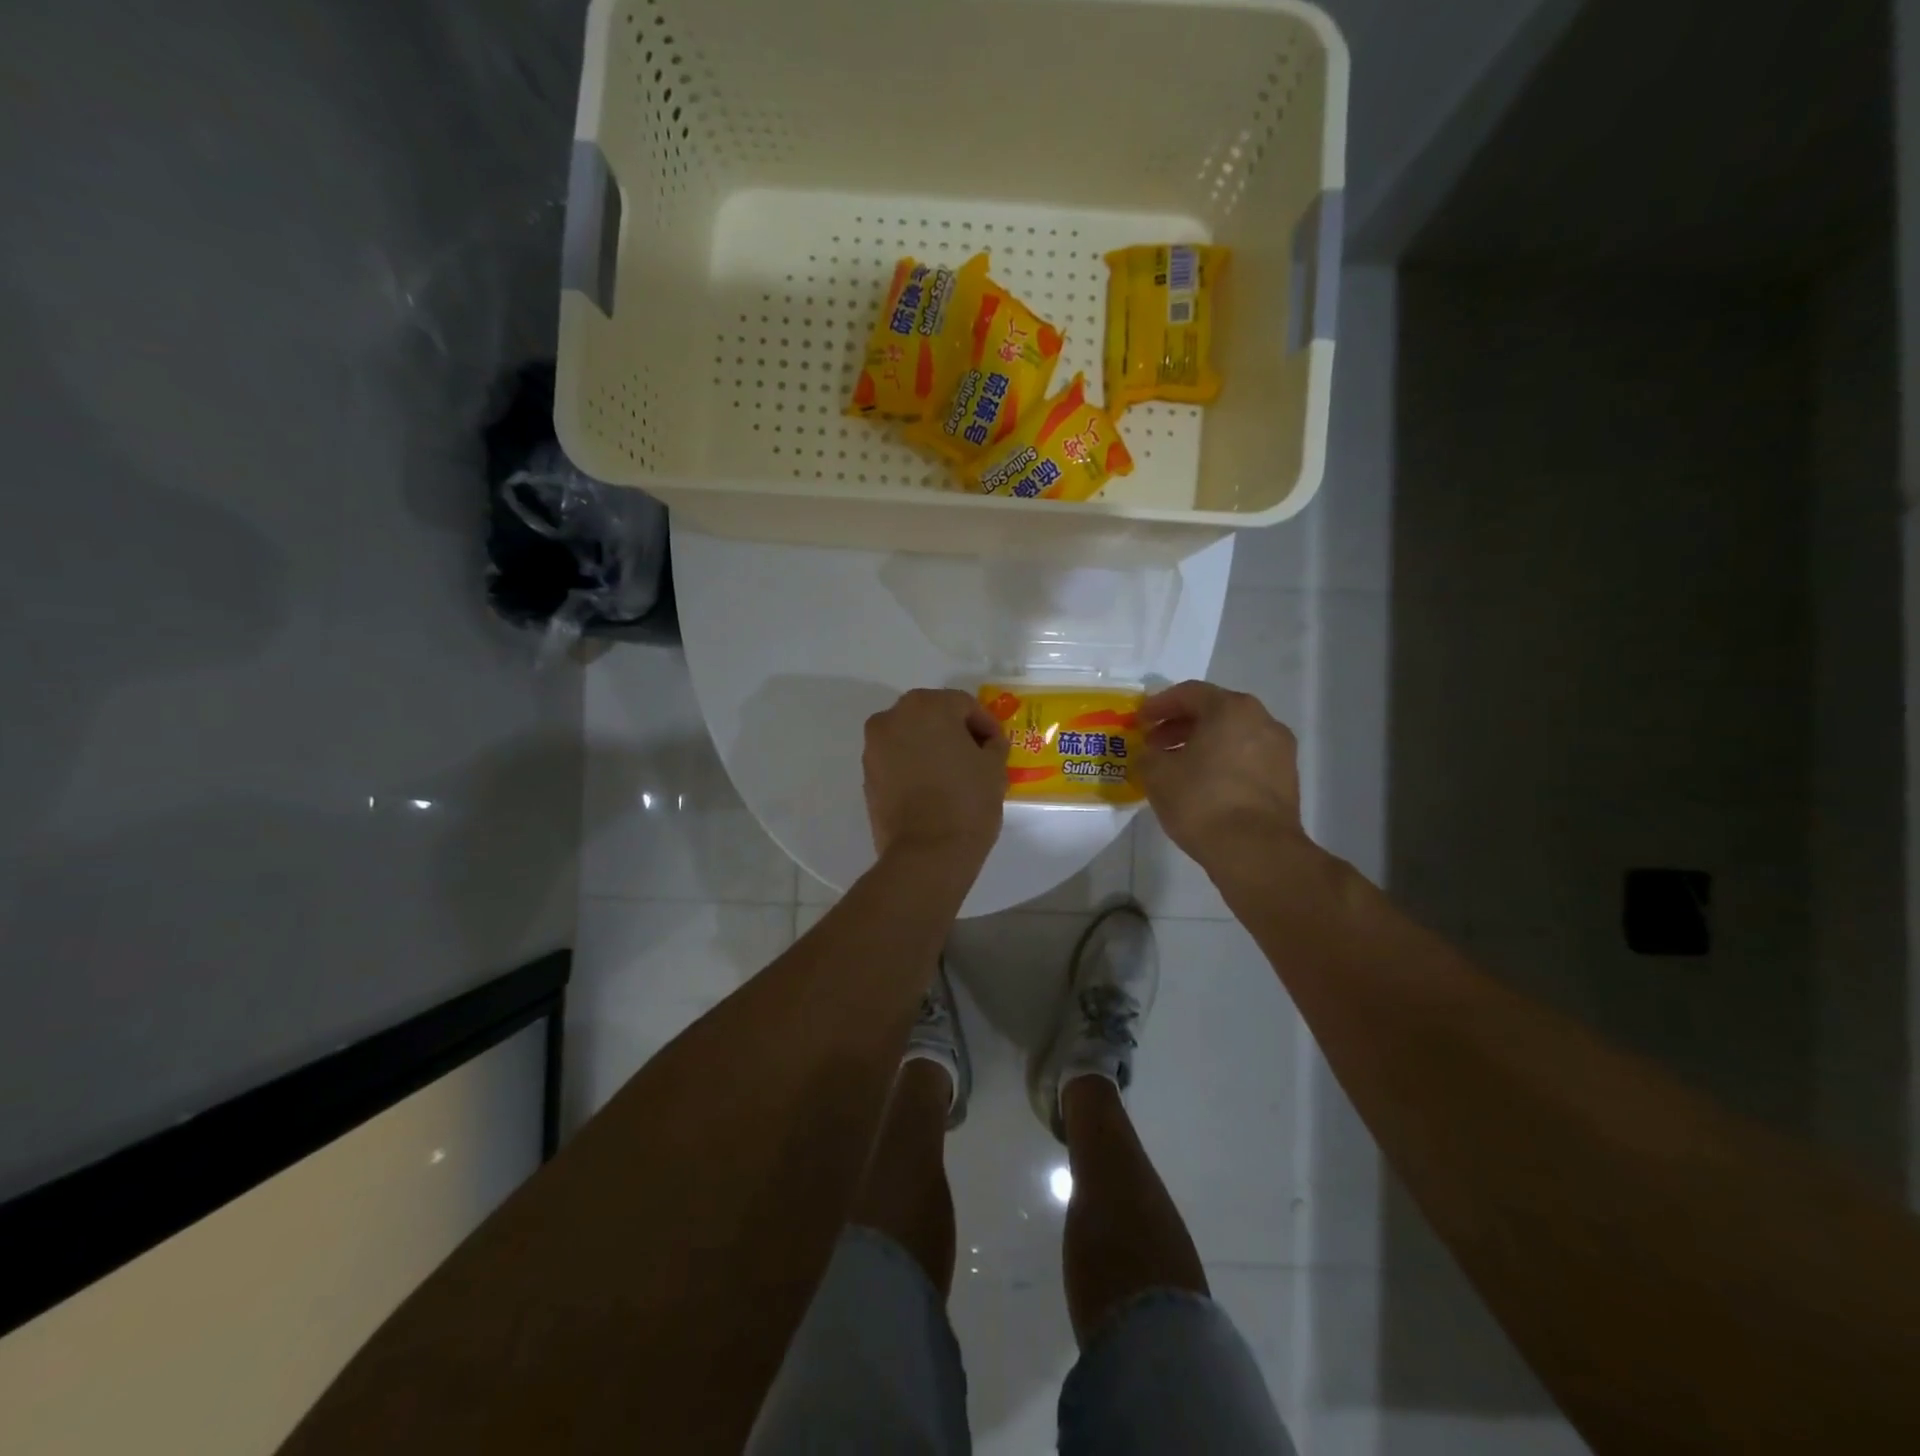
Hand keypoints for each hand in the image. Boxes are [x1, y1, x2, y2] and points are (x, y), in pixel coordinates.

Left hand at [864, 688, 1009, 863]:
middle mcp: (893, 717)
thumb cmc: (966, 802)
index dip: (986, 725)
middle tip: (976, 757)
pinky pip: (896, 759)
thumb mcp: (994, 768)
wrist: (926, 853)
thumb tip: (987, 744)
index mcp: (927, 706)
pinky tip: (932, 788)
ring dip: (931, 747)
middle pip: (932, 715)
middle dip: (955, 731)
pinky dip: (913, 765)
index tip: (998, 747)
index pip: (964, 705)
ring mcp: (875, 746)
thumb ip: (993, 745)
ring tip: (954, 774)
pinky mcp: (867, 774)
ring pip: (911, 736)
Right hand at [1136, 681, 1305, 868]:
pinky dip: (1222, 764)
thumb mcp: (1157, 775)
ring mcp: (1280, 752)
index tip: (1139, 720)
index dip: (1159, 704)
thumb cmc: (1202, 801)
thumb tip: (1150, 754)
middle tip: (1155, 744)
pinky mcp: (1286, 781)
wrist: (1255, 851)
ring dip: (1202, 746)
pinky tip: (1202, 786)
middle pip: (1215, 712)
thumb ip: (1148, 755)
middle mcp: (1263, 721)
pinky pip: (1246, 760)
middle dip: (1181, 725)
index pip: (1189, 693)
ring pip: (1233, 737)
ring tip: (1176, 767)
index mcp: (1232, 709)